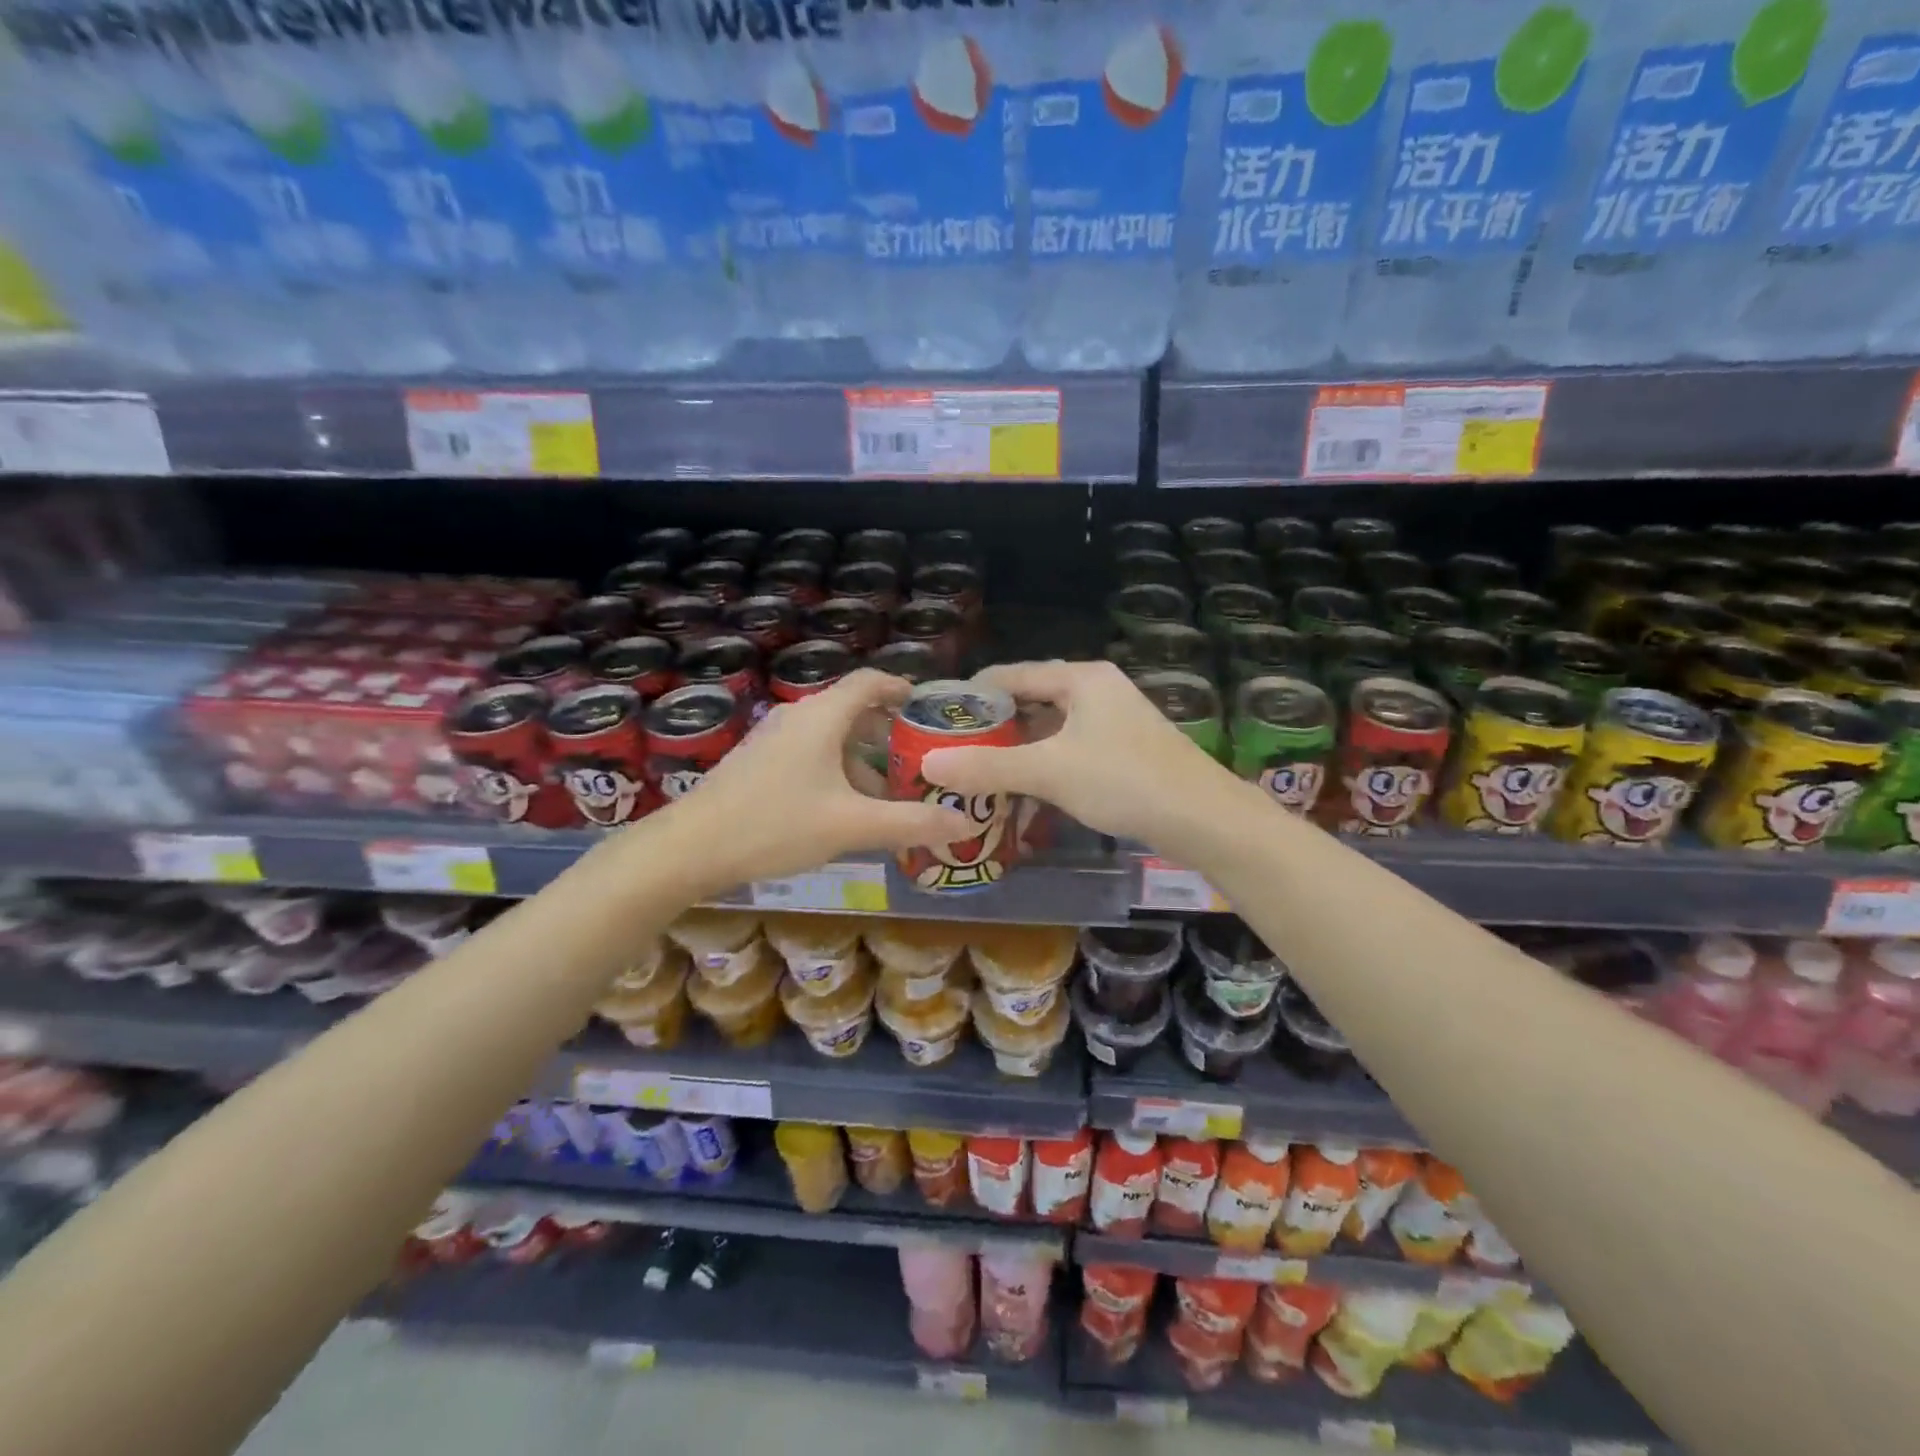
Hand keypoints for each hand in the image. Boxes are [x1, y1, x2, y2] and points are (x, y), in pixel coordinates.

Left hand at [657, 670, 971, 889]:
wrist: (690, 848)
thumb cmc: (776, 825)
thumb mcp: (851, 826)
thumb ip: (910, 823)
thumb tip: (967, 823)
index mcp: (822, 716)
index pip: (870, 682)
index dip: (903, 689)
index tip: (930, 710)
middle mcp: (797, 717)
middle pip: (853, 711)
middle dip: (889, 734)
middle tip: (921, 761)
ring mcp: (773, 739)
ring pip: (830, 738)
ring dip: (863, 759)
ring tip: (889, 795)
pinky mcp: (757, 763)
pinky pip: (809, 755)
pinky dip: (837, 771)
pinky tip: (844, 810)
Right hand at [919, 660, 1233, 846]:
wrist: (1202, 818)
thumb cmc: (1123, 780)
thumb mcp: (1049, 771)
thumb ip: (987, 767)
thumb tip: (928, 766)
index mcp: (1080, 678)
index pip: (1010, 675)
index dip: (971, 696)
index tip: (936, 722)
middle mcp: (1097, 689)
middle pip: (1030, 700)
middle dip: (993, 727)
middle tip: (953, 752)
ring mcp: (1113, 719)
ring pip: (1050, 728)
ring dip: (1017, 749)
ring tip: (978, 772)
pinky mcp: (1124, 749)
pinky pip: (1069, 748)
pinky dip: (1044, 764)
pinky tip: (1023, 789)